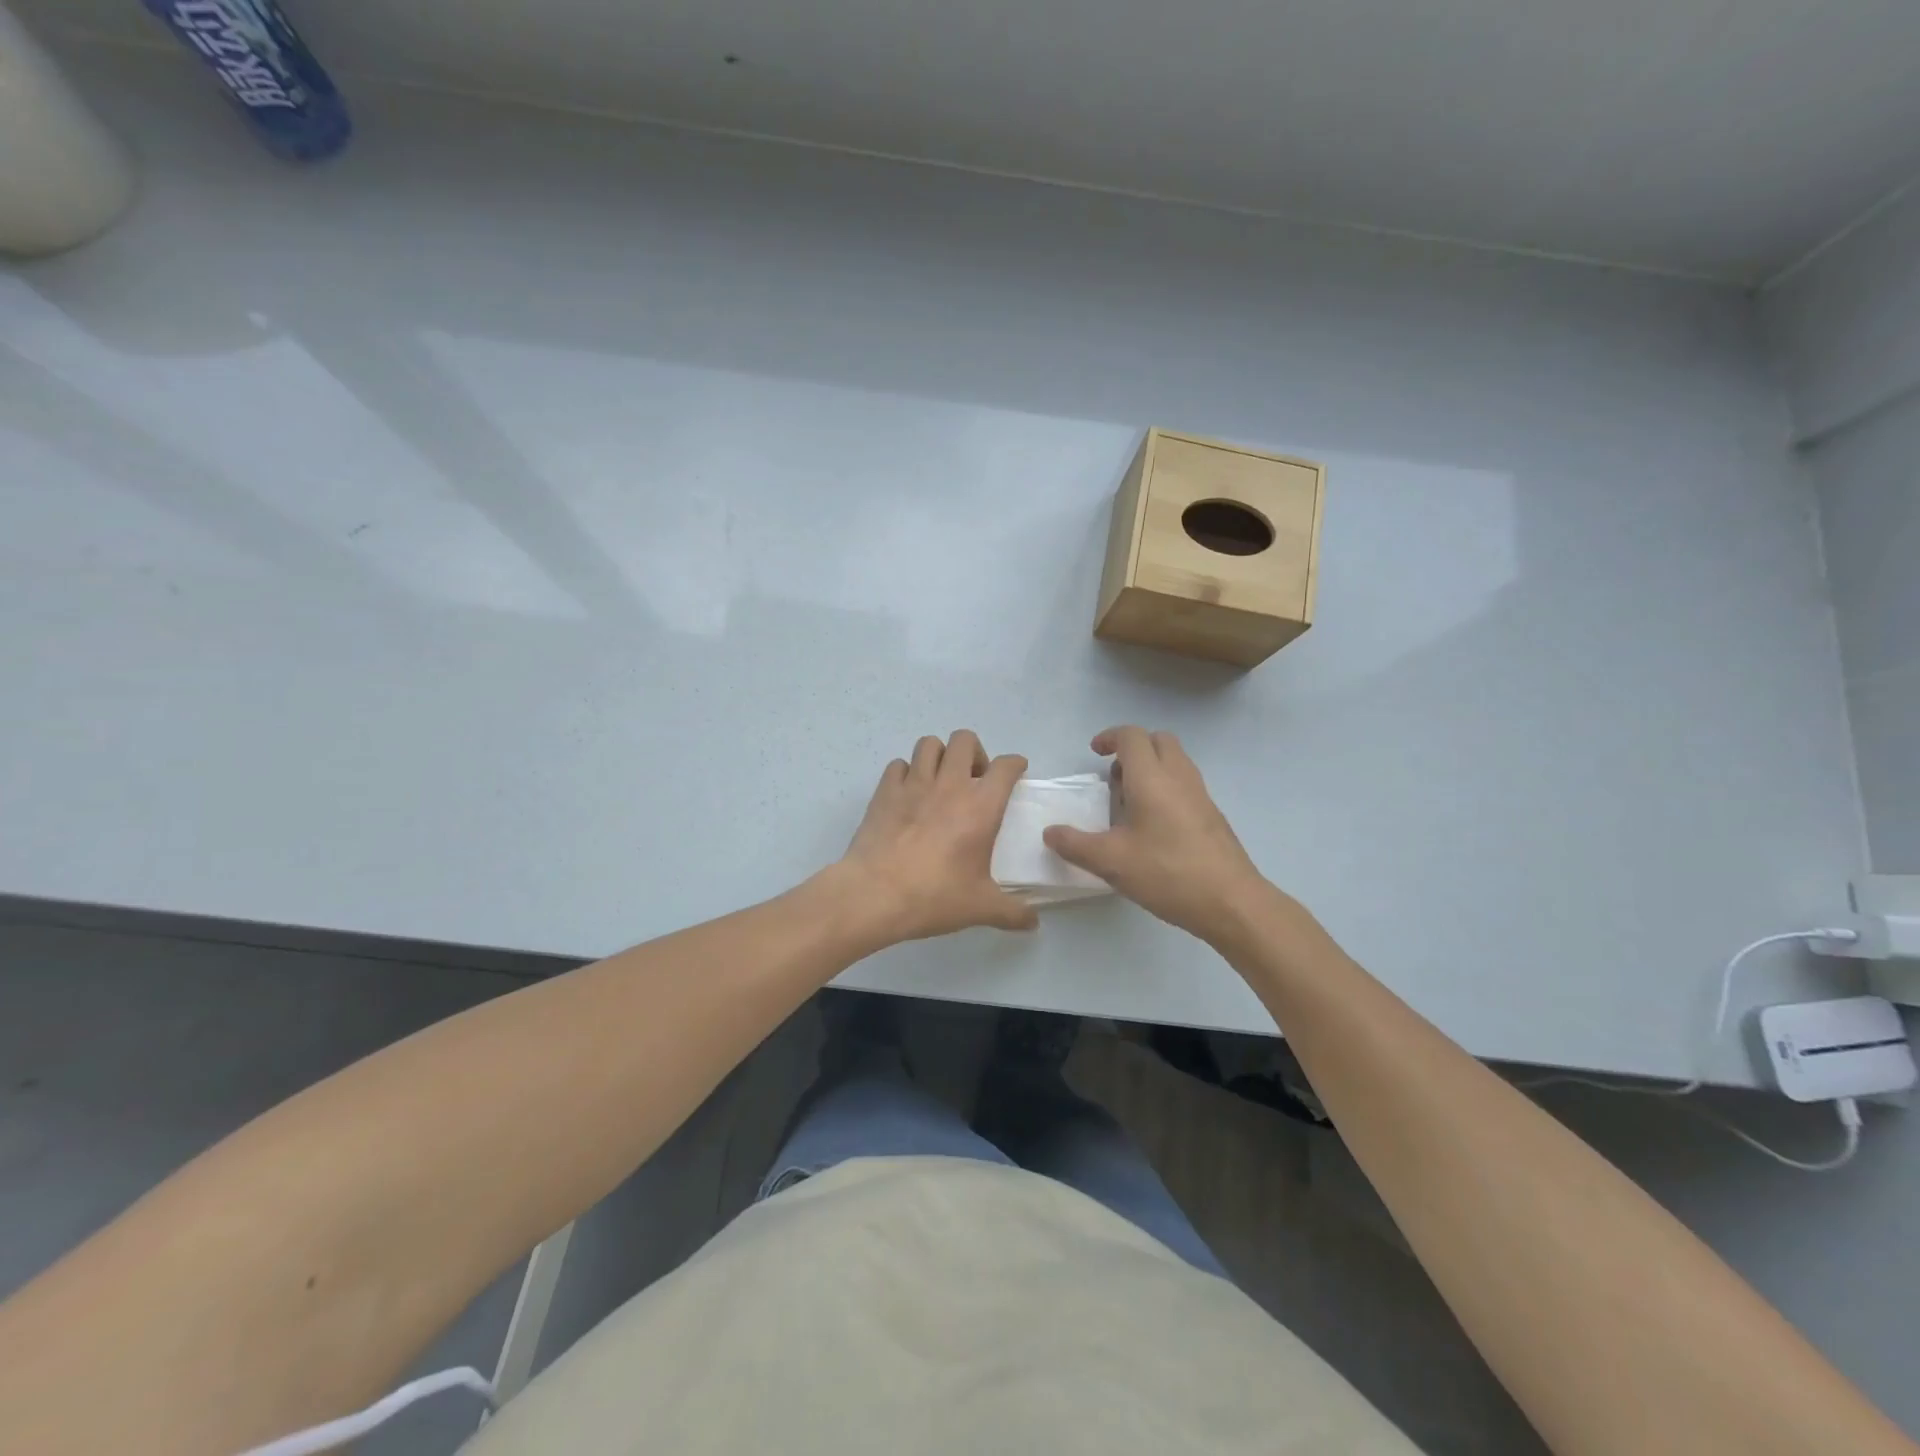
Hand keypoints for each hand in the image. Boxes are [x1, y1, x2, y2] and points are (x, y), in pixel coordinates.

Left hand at [837, 730, 1038, 942]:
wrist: (874, 894)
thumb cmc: (934, 896)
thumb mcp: (981, 908)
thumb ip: (1012, 912)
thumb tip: (1033, 922)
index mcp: (981, 806)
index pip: (1005, 767)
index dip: (1014, 764)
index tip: (1016, 771)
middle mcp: (949, 785)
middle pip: (964, 739)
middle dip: (974, 752)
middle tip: (974, 779)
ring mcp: (913, 784)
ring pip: (929, 744)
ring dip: (940, 756)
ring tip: (941, 780)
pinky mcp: (884, 791)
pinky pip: (898, 765)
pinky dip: (907, 772)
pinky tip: (909, 793)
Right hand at [1043, 726, 1271, 941]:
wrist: (1231, 902)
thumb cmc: (1168, 873)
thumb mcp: (1111, 862)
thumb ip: (1075, 844)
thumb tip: (1050, 832)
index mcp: (1152, 778)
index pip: (1132, 736)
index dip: (1110, 737)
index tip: (1095, 753)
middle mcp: (1179, 777)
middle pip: (1158, 740)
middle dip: (1133, 748)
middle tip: (1114, 776)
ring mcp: (1201, 795)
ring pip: (1175, 761)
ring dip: (1151, 768)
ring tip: (1129, 801)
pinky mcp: (1212, 815)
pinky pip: (1185, 784)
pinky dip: (1166, 787)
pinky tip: (1153, 826)